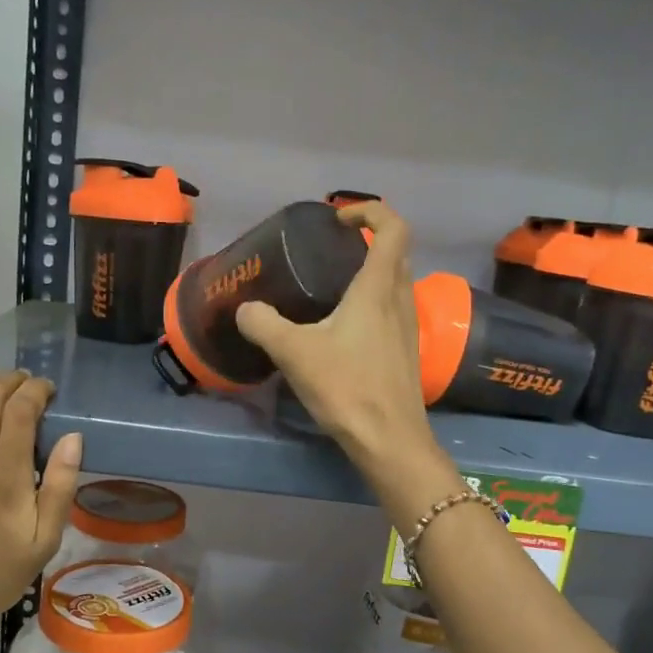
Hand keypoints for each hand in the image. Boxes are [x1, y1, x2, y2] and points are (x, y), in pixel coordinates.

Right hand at [235, 202, 436, 476]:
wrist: (390, 440)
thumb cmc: (347, 388)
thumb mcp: (294, 352)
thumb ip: (263, 324)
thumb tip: (245, 310)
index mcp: (378, 288)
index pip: (393, 227)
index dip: (369, 211)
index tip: (338, 220)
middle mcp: (400, 299)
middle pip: (396, 252)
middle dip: (367, 240)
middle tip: (330, 250)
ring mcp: (408, 327)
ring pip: (396, 282)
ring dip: (371, 272)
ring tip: (331, 287)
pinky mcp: (406, 352)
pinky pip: (392, 310)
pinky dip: (372, 302)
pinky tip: (342, 328)